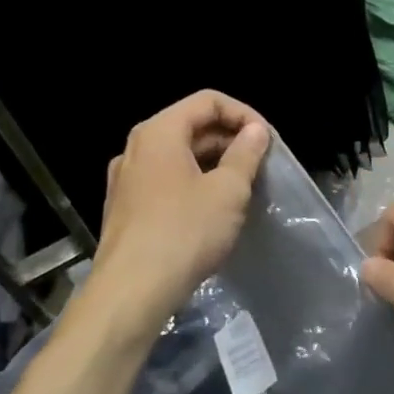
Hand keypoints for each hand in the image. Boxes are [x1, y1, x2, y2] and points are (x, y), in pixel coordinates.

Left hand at [76, 91, 269, 348]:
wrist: (132, 292)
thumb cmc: (185, 232)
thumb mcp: (228, 190)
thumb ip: (246, 154)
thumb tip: (255, 131)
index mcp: (159, 133)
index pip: (207, 101)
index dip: (244, 114)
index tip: (268, 140)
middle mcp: (136, 148)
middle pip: (191, 126)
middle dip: (230, 139)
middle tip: (262, 164)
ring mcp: (127, 180)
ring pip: (179, 156)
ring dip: (215, 163)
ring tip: (244, 186)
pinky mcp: (126, 208)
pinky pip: (166, 180)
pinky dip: (195, 183)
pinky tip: (214, 210)